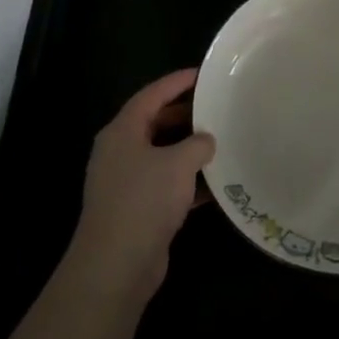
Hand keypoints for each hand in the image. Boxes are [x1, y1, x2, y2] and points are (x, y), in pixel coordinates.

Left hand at [69, 70, 215, 300]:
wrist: (117, 265)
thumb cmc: (145, 200)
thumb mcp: (178, 164)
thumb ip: (197, 144)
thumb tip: (206, 140)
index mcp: (122, 131)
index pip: (151, 95)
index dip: (176, 82)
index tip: (202, 74)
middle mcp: (120, 152)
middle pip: (155, 123)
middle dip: (185, 115)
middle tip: (215, 106)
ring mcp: (126, 182)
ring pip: (162, 155)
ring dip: (188, 149)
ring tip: (221, 140)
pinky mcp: (137, 209)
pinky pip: (166, 184)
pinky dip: (188, 182)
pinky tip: (217, 184)